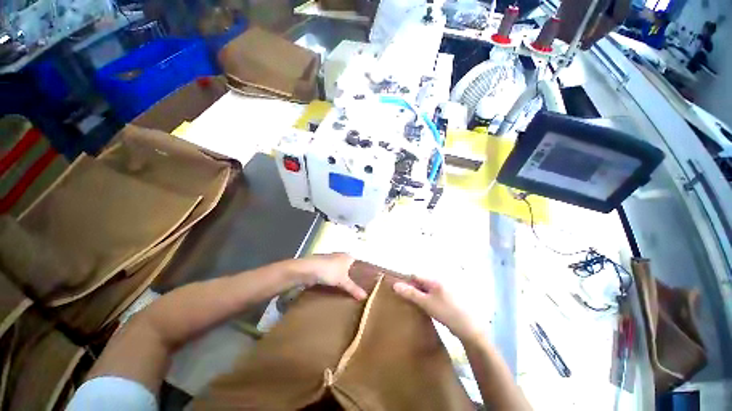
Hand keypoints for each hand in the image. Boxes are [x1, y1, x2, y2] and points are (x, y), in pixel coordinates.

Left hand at [298, 253, 366, 299]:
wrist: (308, 269)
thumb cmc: (330, 271)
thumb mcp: (343, 281)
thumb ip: (354, 288)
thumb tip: (366, 296)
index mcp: (348, 256)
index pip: (358, 264)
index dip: (361, 273)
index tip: (365, 283)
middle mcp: (340, 257)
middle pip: (349, 268)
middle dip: (351, 278)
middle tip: (357, 290)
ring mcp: (330, 262)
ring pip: (339, 272)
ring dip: (341, 280)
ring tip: (347, 293)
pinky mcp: (322, 268)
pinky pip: (331, 276)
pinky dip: (333, 282)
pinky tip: (335, 291)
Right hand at [394, 277, 479, 340]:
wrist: (470, 328)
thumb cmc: (447, 312)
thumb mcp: (426, 303)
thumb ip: (410, 293)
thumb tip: (395, 285)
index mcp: (434, 280)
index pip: (415, 275)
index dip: (406, 281)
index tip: (400, 291)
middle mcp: (440, 282)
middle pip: (421, 282)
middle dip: (413, 289)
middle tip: (406, 300)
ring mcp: (445, 291)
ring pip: (427, 290)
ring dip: (419, 295)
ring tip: (414, 305)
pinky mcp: (448, 299)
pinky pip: (433, 296)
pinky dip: (427, 300)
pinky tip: (426, 309)